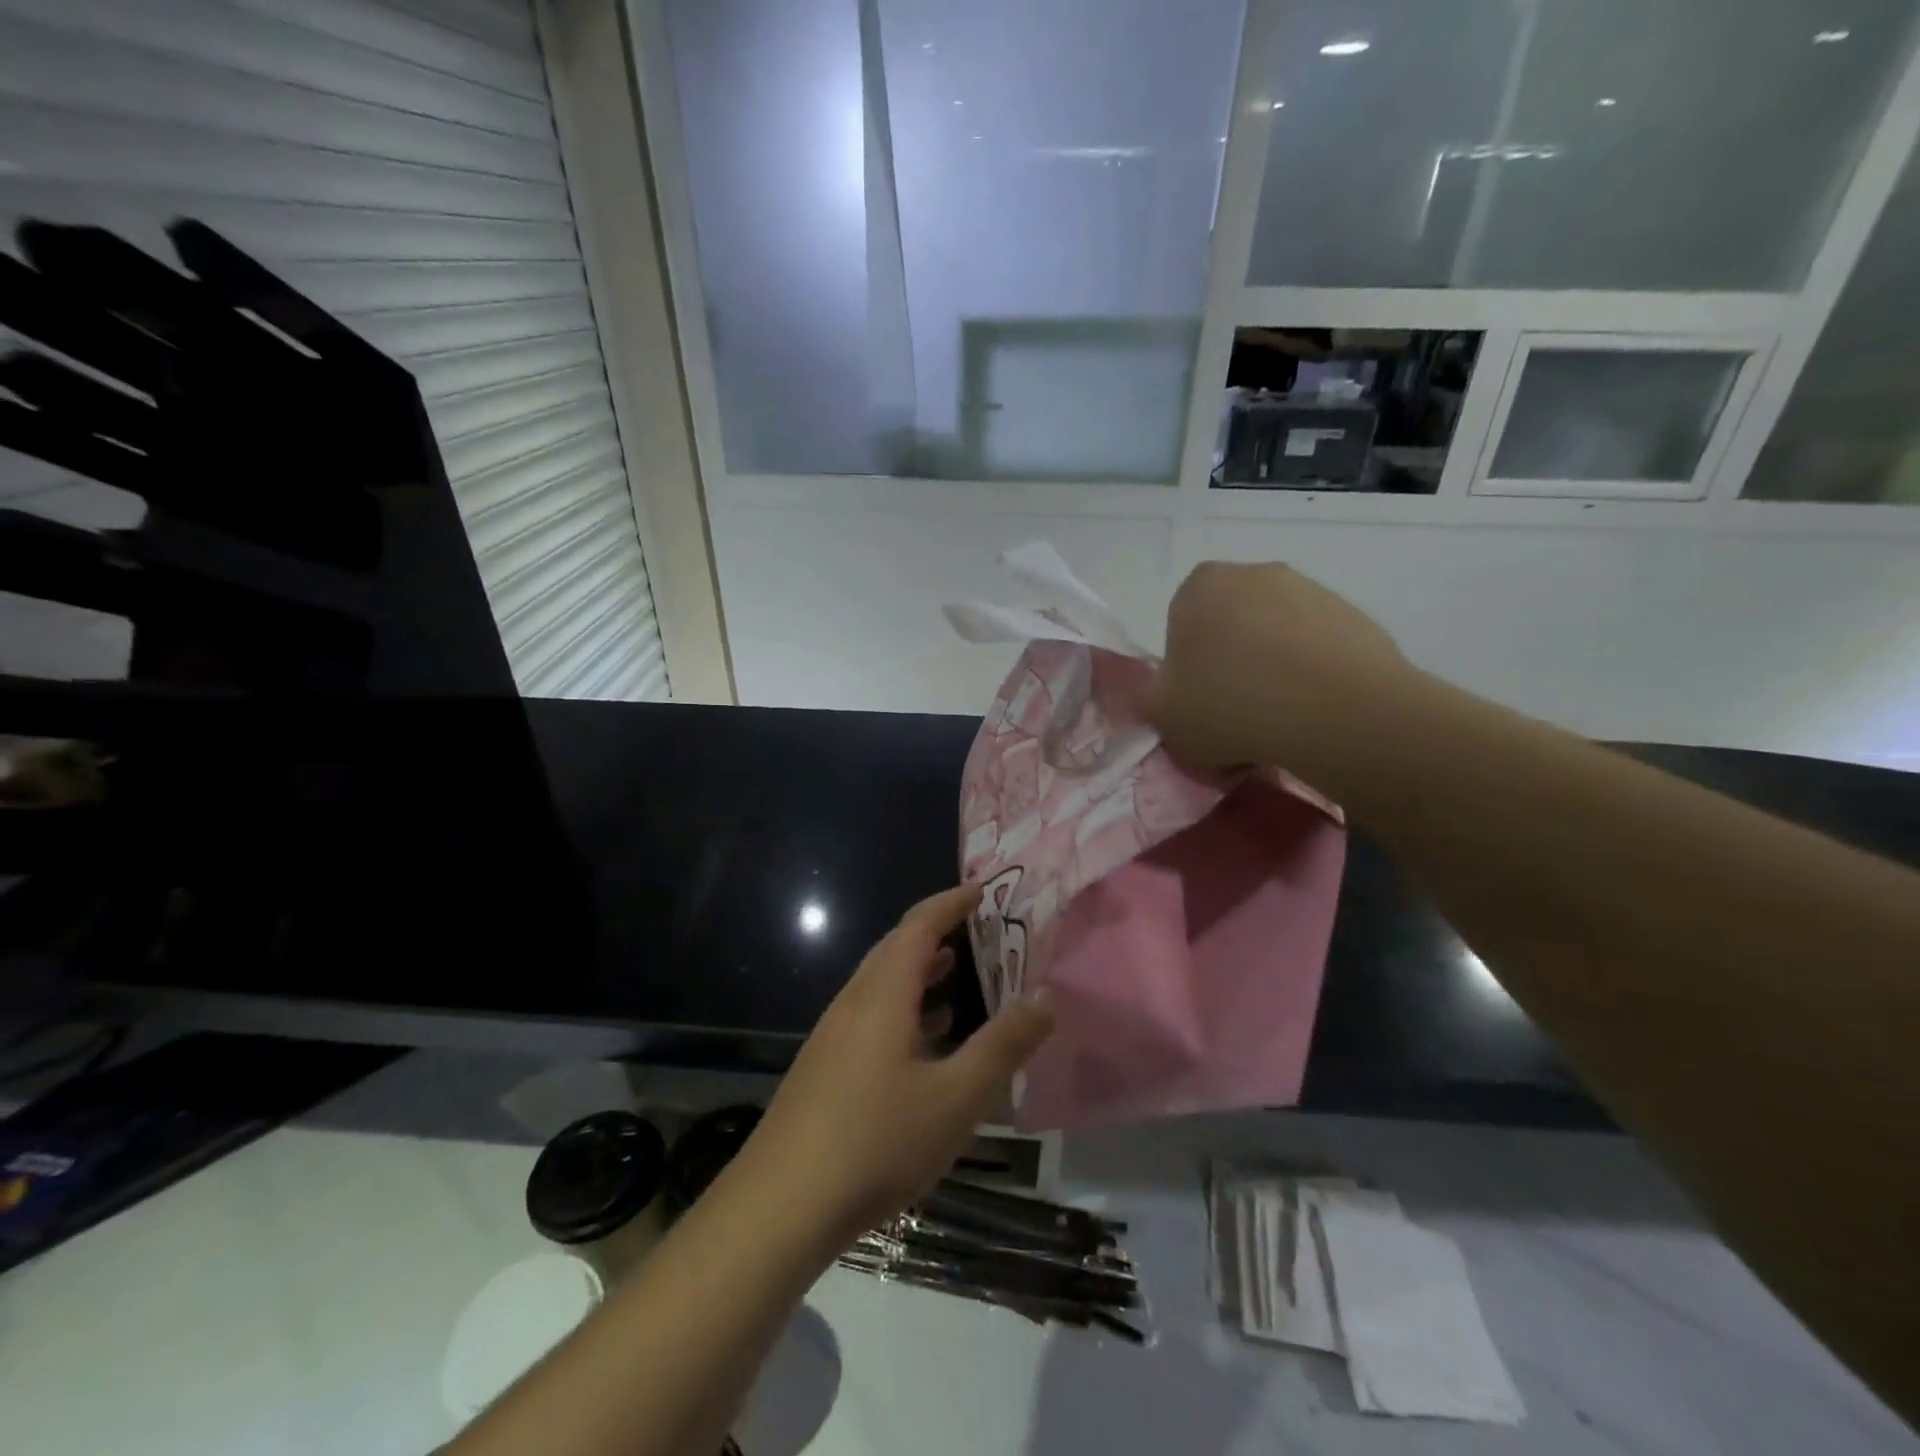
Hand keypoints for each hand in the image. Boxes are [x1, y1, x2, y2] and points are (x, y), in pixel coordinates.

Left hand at [741, 886, 1054, 1243]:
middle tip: (978, 929)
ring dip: (919, 972)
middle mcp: (853, 1003)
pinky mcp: (824, 1068)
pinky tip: (923, 1042)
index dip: (950, 902)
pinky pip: (871, 1016)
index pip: (918, 926)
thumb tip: (1045, 995)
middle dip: (936, 932)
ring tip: (957, 974)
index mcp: (883, 995)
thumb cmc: (877, 1142)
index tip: (982, 890)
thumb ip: (1004, 1044)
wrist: (780, 1207)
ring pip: (881, 985)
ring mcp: (833, 1036)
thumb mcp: (957, 1097)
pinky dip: (903, 1009)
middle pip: (895, 949)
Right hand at [1138, 562, 1413, 779]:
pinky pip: (1316, 646)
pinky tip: (1313, 710)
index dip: (1185, 667)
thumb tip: (1158, 688)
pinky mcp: (1352, 613)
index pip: (1180, 624)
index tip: (1197, 701)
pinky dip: (1311, 673)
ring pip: (1274, 634)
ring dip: (1271, 667)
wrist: (1338, 714)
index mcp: (1199, 587)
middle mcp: (1252, 573)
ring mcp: (1308, 589)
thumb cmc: (1231, 708)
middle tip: (1234, 711)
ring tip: (1278, 717)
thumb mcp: (1162, 717)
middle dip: (1229, 661)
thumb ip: (1146, 697)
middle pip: (1228, 624)